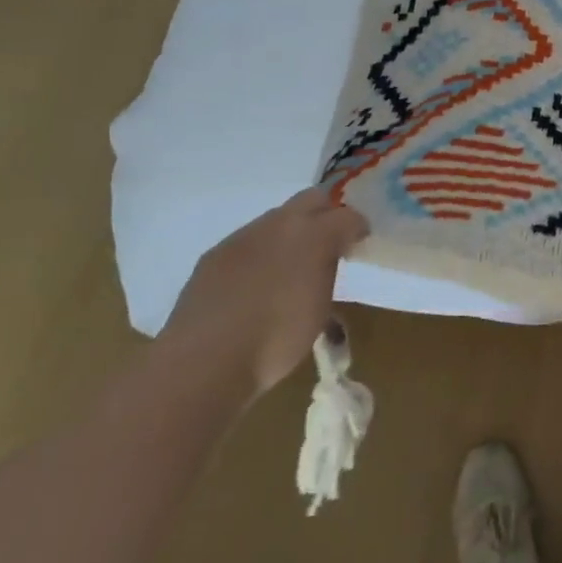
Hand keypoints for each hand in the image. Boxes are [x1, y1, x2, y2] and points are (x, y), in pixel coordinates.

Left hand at [158, 189, 368, 400]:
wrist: (204, 363)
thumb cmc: (276, 340)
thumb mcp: (321, 309)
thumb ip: (327, 274)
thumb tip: (327, 262)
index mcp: (315, 235)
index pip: (348, 216)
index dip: (357, 229)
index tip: (358, 246)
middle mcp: (280, 224)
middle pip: (312, 199)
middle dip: (325, 215)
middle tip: (328, 244)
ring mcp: (243, 237)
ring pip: (277, 219)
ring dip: (290, 234)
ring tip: (289, 266)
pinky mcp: (214, 254)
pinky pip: (248, 242)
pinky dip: (260, 253)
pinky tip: (254, 283)